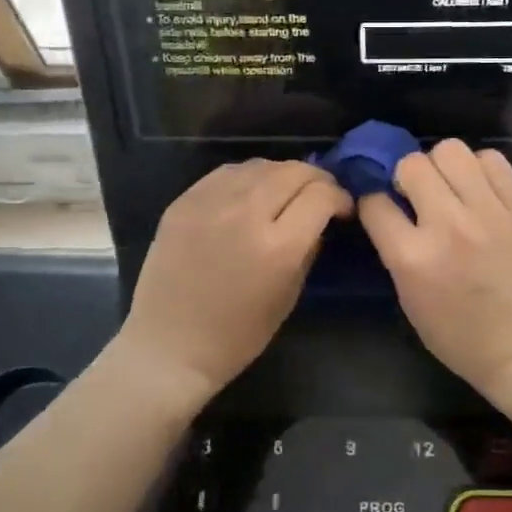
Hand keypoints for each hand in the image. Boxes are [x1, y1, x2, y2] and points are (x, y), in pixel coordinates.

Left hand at [117, 160, 350, 402]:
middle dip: (317, 180)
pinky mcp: (183, 202)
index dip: (340, 198)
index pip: (321, 196)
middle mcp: (245, 214)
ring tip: (286, 192)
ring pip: (261, 165)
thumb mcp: (288, 297)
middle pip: (294, 172)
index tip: (342, 210)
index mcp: (278, 247)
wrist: (168, 346)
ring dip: (282, 174)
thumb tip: (319, 221)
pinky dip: (248, 177)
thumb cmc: (236, 336)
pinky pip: (226, 173)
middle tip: (320, 195)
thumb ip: (308, 251)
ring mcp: (210, 203)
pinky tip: (250, 192)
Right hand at [357, 140, 511, 406]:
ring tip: (450, 187)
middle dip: (406, 177)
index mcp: (413, 258)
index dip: (373, 202)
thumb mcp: (409, 299)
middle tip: (418, 196)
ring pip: (451, 150)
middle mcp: (449, 226)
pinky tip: (479, 189)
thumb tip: (389, 209)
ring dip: (442, 165)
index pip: (375, 202)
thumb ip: (396, 250)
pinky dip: (479, 168)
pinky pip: (492, 159)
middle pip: (412, 164)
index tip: (382, 208)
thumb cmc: (460, 336)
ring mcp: (489, 212)